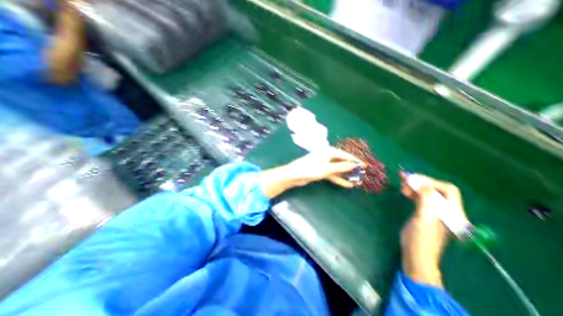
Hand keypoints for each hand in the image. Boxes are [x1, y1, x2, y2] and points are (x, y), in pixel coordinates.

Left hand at [286, 147, 365, 188]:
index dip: (356, 161)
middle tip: (363, 174)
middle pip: (343, 162)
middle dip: (352, 169)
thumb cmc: (310, 169)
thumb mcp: (328, 168)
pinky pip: (333, 175)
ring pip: (338, 170)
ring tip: (358, 181)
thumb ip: (342, 167)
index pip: (346, 155)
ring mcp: (324, 164)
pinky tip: (348, 185)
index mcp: (329, 152)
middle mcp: (328, 157)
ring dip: (347, 175)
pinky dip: (339, 179)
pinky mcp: (322, 171)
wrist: (295, 175)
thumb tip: (355, 165)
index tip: (366, 165)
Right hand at [397, 171, 463, 287]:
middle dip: (420, 182)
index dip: (431, 182)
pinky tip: (404, 190)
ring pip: (426, 193)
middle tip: (404, 177)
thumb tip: (421, 182)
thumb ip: (426, 199)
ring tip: (402, 183)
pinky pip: (419, 198)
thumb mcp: (425, 218)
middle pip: (435, 189)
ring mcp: (434, 211)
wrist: (415, 253)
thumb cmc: (421, 238)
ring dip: (414, 186)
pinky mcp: (423, 213)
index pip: (447, 190)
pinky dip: (412, 192)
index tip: (413, 179)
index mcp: (452, 212)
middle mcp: (445, 210)